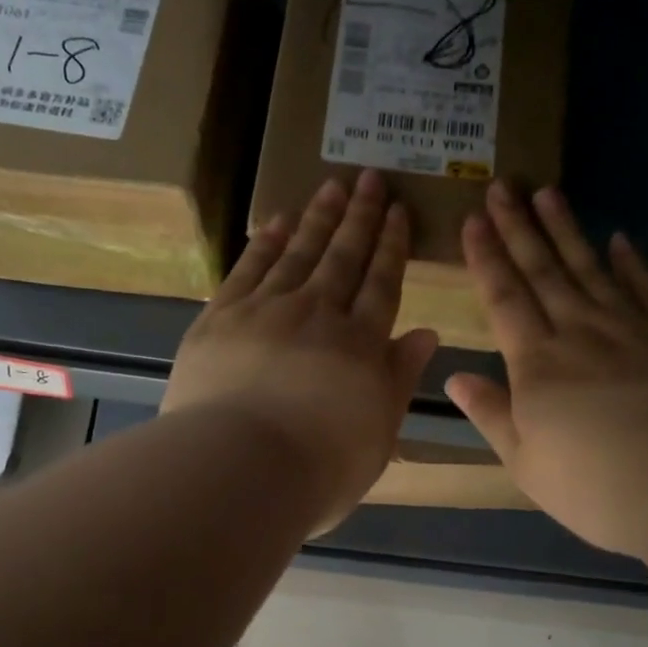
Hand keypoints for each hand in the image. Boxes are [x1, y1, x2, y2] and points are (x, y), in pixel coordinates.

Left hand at [164, 170, 439, 528]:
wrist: (240, 468)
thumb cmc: (320, 466)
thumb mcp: (379, 433)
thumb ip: (400, 378)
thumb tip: (427, 333)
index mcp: (361, 344)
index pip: (382, 284)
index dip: (392, 246)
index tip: (398, 212)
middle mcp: (318, 314)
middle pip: (344, 258)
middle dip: (360, 217)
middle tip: (369, 178)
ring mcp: (266, 310)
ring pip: (299, 254)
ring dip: (318, 219)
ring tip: (332, 187)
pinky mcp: (220, 317)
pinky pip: (249, 269)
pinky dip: (266, 243)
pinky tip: (278, 220)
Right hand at [444, 183, 647, 556]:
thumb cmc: (593, 483)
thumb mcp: (525, 461)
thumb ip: (491, 414)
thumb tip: (456, 377)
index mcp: (536, 363)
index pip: (504, 298)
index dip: (486, 258)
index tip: (473, 220)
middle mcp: (577, 332)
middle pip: (542, 271)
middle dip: (519, 228)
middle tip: (504, 186)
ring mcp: (629, 328)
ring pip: (590, 268)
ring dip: (566, 230)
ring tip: (549, 193)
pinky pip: (647, 289)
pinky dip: (633, 263)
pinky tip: (621, 239)